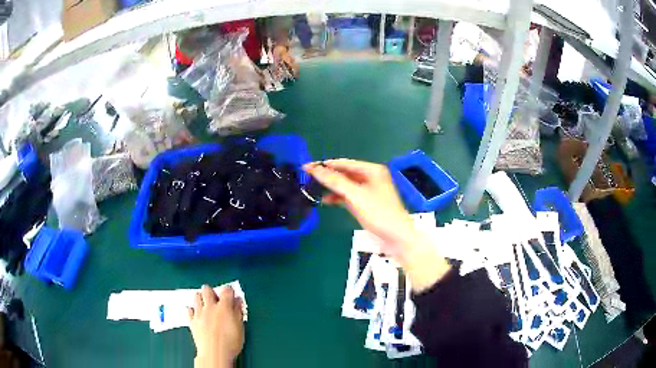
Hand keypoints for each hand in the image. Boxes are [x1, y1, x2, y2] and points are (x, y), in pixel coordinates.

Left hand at [189, 285, 243, 367]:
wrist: (215, 353)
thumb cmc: (230, 343)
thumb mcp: (240, 328)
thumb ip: (238, 312)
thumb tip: (238, 301)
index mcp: (224, 307)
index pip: (227, 290)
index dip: (230, 290)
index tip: (231, 295)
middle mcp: (210, 307)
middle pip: (207, 289)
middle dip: (211, 291)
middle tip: (216, 299)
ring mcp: (199, 313)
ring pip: (196, 296)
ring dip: (201, 298)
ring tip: (206, 305)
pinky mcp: (192, 321)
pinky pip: (188, 310)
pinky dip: (192, 310)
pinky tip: (196, 314)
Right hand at [304, 159, 415, 256]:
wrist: (396, 237)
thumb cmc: (379, 213)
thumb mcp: (355, 195)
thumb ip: (335, 181)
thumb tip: (314, 168)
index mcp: (372, 170)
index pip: (344, 163)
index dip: (325, 164)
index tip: (307, 167)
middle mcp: (370, 177)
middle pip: (345, 173)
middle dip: (327, 175)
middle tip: (307, 177)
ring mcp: (368, 191)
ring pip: (345, 185)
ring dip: (331, 187)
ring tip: (312, 188)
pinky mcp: (365, 204)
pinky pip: (348, 196)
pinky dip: (337, 197)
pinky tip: (325, 200)